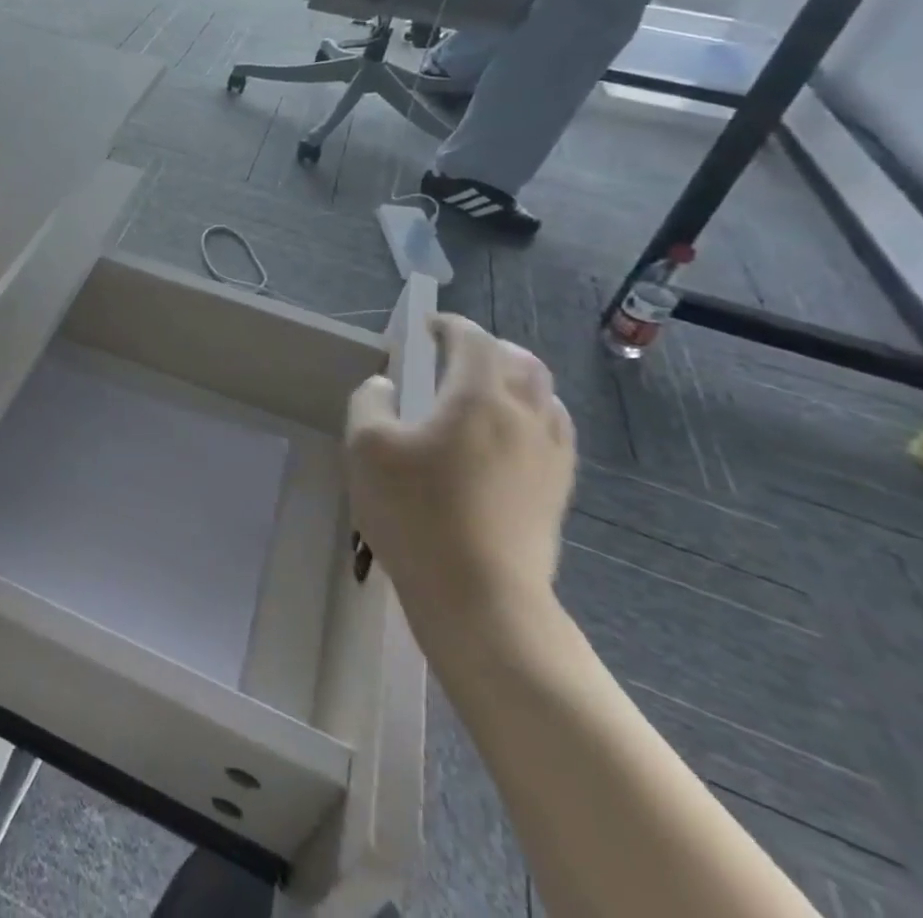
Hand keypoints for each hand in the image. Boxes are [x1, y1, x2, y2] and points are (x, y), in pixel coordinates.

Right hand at [345, 314, 575, 634]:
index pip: (474, 340)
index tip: (427, 326)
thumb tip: (387, 387)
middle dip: (489, 347)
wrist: (481, 598)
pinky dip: (531, 413)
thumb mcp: (366, 448)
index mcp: (478, 397)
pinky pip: (553, 431)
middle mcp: (524, 415)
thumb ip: (370, 402)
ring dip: (515, 378)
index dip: (451, 325)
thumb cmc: (416, 514)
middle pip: (521, 361)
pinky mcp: (557, 490)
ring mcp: (549, 454)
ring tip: (484, 389)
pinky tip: (507, 436)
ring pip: (544, 395)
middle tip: (455, 352)